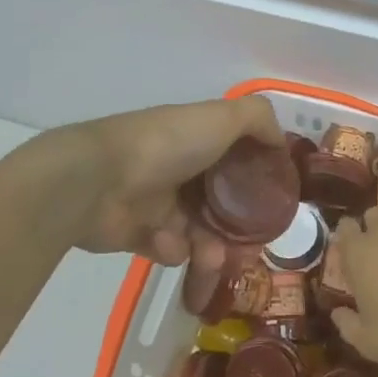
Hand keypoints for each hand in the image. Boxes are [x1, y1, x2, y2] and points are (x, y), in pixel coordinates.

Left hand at [60, 96, 284, 267]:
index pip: (237, 157)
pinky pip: (169, 249)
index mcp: (197, 137)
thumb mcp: (222, 117)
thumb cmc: (165, 145)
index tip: (278, 202)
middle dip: (240, 228)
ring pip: (200, 232)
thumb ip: (258, 120)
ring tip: (212, 259)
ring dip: (211, 248)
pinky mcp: (137, 233)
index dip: (258, 178)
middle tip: (252, 249)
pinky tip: (167, 244)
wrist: (97, 181)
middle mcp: (179, 167)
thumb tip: (280, 143)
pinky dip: (173, 249)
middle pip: (222, 202)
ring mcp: (157, 201)